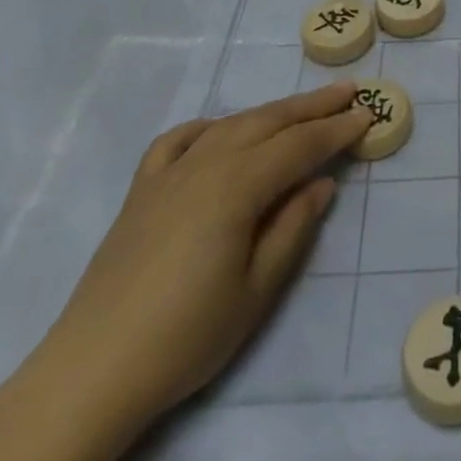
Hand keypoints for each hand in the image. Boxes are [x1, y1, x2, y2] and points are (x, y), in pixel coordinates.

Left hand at [12, 84, 371, 451]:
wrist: (93, 370)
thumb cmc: (186, 335)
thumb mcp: (256, 291)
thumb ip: (293, 228)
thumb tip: (321, 182)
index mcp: (238, 185)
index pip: (300, 145)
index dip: (336, 130)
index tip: (368, 114)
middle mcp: (206, 162)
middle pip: (269, 121)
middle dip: (312, 106)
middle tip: (347, 91)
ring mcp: (170, 172)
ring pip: (231, 124)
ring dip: (271, 112)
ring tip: (300, 107)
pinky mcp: (142, 188)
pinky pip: (179, 140)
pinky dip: (207, 127)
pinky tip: (219, 132)